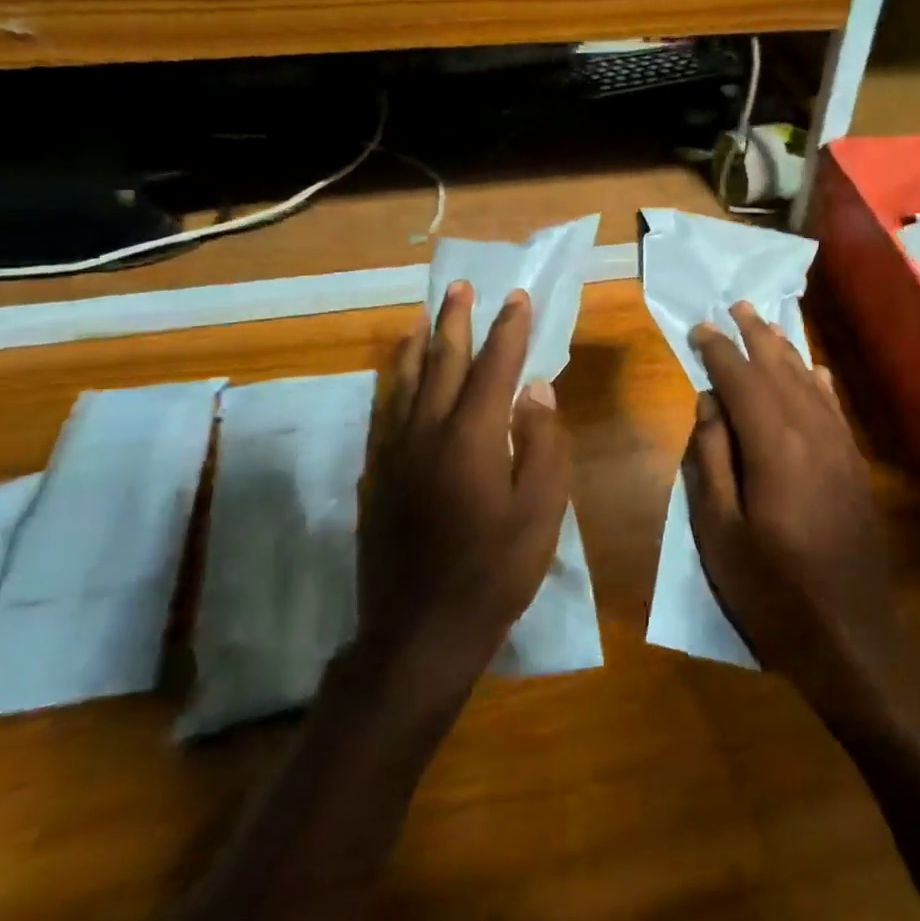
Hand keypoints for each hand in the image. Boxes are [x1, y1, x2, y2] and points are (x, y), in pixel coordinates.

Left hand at [359, 281, 569, 697]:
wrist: (419, 632)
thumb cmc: (494, 572)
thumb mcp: (541, 511)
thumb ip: (542, 443)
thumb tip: (536, 390)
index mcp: (472, 437)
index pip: (494, 367)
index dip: (508, 330)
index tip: (517, 297)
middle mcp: (428, 432)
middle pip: (442, 363)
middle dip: (456, 322)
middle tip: (461, 287)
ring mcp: (396, 454)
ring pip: (406, 383)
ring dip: (420, 345)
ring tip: (425, 319)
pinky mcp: (377, 477)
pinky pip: (386, 414)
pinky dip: (395, 385)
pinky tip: (398, 382)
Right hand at [685, 303, 907, 718]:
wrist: (851, 639)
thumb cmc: (772, 591)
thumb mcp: (720, 532)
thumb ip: (712, 460)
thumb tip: (708, 403)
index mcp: (774, 446)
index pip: (741, 381)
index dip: (719, 351)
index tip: (700, 328)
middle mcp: (812, 433)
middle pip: (780, 371)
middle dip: (755, 337)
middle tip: (736, 306)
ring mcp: (840, 448)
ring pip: (810, 383)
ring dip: (786, 351)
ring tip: (768, 324)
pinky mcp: (855, 467)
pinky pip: (835, 409)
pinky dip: (820, 382)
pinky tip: (815, 370)